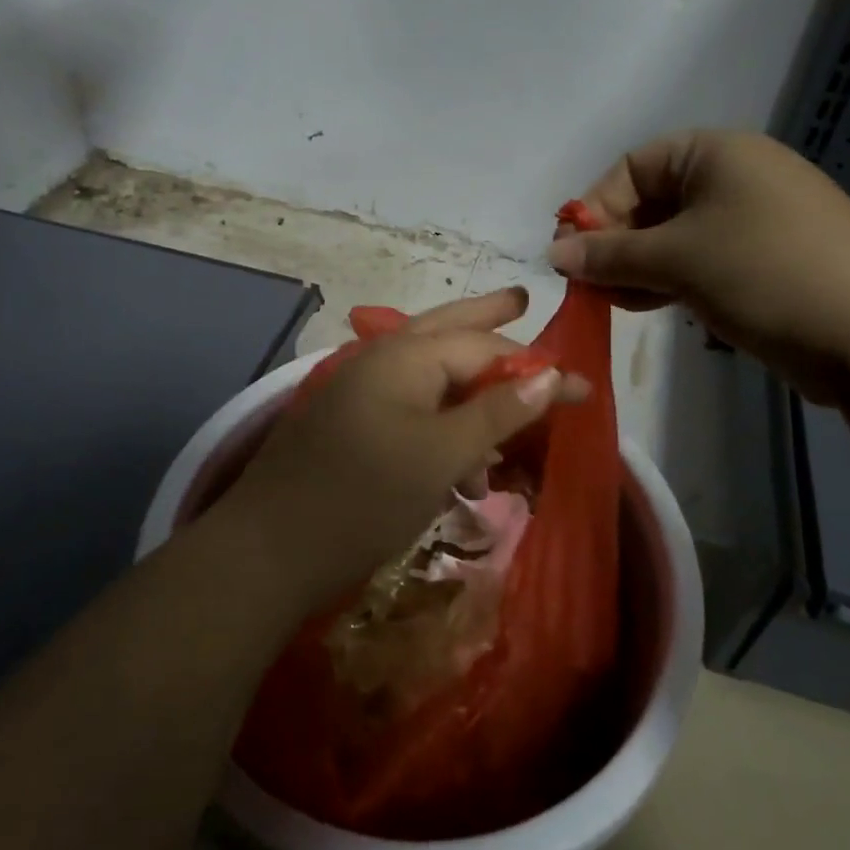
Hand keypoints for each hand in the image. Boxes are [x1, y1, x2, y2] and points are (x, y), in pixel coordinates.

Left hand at [222, 288, 588, 610]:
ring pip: (429, 371)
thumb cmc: (364, 496)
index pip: (486, 348)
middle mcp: (382, 359)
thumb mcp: (441, 454)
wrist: (266, 551)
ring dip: (469, 385)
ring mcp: (360, 390)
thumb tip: (550, 375)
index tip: (582, 390)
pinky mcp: (350, 424)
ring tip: (508, 409)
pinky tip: (461, 455)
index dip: (537, 368)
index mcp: (406, 355)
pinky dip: (442, 420)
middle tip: (520, 299)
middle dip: (487, 317)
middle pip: (448, 328)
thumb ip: (496, 411)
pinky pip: (409, 406)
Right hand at [547, 129, 849, 403]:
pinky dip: (672, 279)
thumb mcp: (675, 259)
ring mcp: (757, 219)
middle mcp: (737, 176)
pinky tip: (650, 306)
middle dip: (615, 243)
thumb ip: (609, 255)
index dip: (595, 208)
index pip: (632, 167)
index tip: (572, 254)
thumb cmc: (764, 273)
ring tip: (614, 302)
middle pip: (652, 201)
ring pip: (675, 236)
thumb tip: (553, 254)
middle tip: (589, 285)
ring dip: (638, 267)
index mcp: (717, 152)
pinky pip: (703, 259)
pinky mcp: (769, 260)